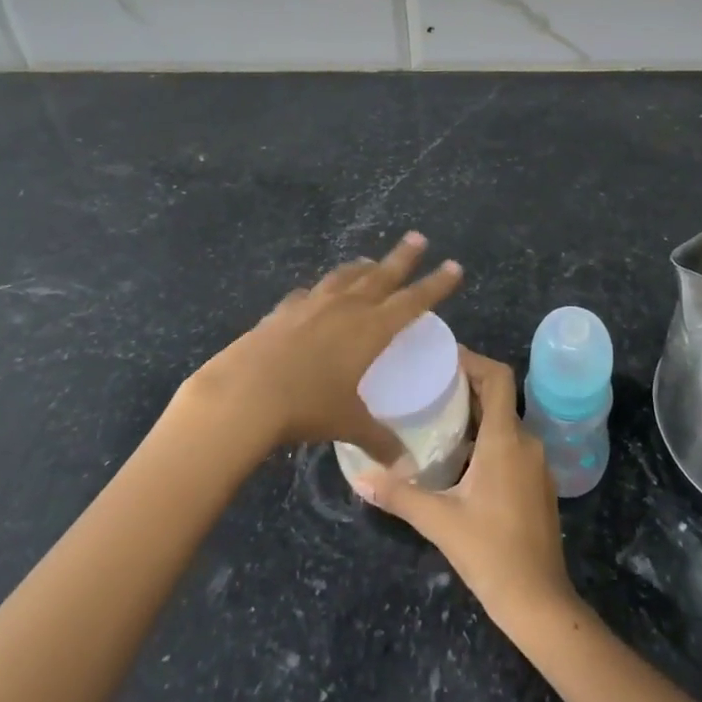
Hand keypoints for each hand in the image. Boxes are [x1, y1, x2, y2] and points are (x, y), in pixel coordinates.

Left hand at [186, 232, 463, 465]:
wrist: (246, 391)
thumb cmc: (306, 406)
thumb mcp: (347, 423)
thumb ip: (378, 439)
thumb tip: (405, 464)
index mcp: (370, 329)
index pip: (413, 300)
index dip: (436, 285)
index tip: (455, 266)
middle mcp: (346, 307)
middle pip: (382, 275)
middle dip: (403, 257)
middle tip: (418, 237)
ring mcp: (312, 303)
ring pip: (345, 277)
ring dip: (362, 267)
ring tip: (370, 261)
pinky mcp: (284, 310)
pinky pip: (309, 293)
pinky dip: (320, 291)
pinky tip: (315, 295)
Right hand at [354, 349, 577, 626]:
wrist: (540, 604)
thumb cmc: (491, 553)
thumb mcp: (439, 521)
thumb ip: (399, 494)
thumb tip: (358, 476)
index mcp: (506, 439)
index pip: (497, 377)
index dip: (473, 360)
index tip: (442, 357)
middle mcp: (526, 442)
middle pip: (498, 396)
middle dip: (467, 385)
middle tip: (429, 385)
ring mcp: (536, 465)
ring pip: (505, 422)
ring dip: (476, 414)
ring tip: (438, 417)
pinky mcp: (537, 485)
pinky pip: (512, 445)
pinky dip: (487, 438)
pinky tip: (460, 458)